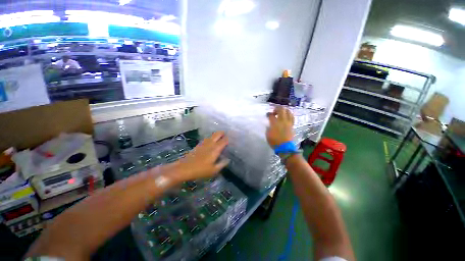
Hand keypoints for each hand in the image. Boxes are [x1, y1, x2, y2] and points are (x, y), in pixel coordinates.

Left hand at [168, 132, 229, 182]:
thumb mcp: (214, 170)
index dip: (229, 138)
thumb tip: (228, 160)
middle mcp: (210, 143)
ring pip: (212, 135)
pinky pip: (208, 138)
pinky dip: (212, 138)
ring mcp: (204, 143)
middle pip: (218, 133)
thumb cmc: (200, 170)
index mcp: (215, 149)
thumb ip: (222, 164)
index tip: (234, 137)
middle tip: (227, 135)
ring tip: (221, 138)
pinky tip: (212, 142)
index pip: (224, 140)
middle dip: (223, 133)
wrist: (184, 168)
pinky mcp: (199, 144)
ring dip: (217, 134)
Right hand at [266, 106, 294, 147]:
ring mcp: (288, 122)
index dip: (268, 114)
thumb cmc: (274, 141)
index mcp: (275, 123)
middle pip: (281, 109)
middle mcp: (282, 121)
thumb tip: (270, 124)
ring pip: (288, 111)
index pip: (271, 115)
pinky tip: (287, 116)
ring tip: (281, 112)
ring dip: (284, 110)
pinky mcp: (292, 125)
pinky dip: (289, 114)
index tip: (267, 114)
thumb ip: (268, 128)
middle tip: (274, 111)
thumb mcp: (268, 135)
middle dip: (277, 108)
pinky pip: (292, 117)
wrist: (285, 147)